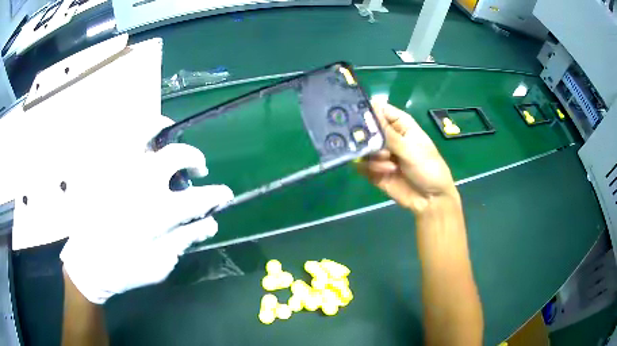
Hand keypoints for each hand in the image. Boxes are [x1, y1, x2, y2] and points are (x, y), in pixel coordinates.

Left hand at [60, 115, 232, 303]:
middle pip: (178, 155)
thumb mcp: (160, 264)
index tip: (225, 194)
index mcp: (158, 212)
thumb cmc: (124, 269)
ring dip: (164, 130)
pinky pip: (117, 137)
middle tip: (198, 169)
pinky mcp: (102, 166)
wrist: (87, 264)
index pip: (200, 198)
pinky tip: (138, 139)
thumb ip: (185, 240)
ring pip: (146, 131)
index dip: (218, 194)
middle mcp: (141, 183)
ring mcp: (119, 170)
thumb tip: (210, 223)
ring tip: (168, 134)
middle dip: (195, 159)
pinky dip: (130, 132)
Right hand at [358, 102, 457, 213]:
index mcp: (400, 125)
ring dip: (374, 157)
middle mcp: (387, 137)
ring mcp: (380, 154)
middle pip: (366, 128)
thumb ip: (387, 132)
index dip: (367, 110)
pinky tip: (384, 173)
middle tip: (373, 145)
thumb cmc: (428, 168)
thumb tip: (370, 108)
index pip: (378, 109)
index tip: (355, 116)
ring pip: (362, 147)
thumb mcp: (410, 149)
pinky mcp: (374, 170)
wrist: (430, 200)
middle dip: (365, 136)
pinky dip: (369, 168)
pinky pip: (361, 165)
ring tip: (390, 166)